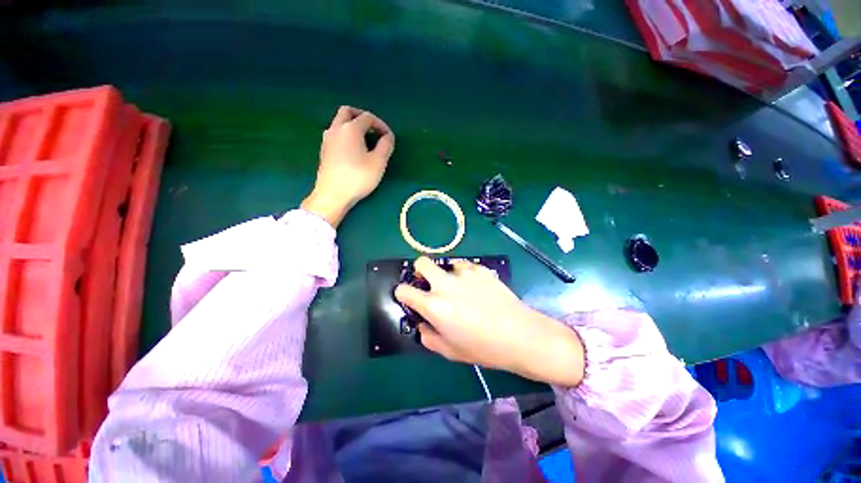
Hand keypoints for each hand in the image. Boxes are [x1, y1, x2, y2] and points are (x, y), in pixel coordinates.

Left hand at [302, 106, 394, 226]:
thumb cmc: (357, 177)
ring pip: (339, 122)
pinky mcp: (324, 150)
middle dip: (362, 117)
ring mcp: (327, 139)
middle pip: (347, 112)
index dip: (381, 125)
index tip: (389, 138)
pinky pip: (335, 134)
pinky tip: (353, 150)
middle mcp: (336, 129)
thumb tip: (388, 137)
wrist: (332, 195)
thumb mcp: (378, 162)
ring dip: (352, 125)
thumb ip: (386, 146)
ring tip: (365, 141)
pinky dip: (346, 135)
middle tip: (373, 129)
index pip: (368, 117)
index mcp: (350, 129)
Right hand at [395, 257, 584, 386]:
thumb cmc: (483, 347)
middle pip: (421, 263)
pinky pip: (465, 265)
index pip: (404, 290)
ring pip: (446, 263)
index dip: (402, 293)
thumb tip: (422, 324)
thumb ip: (428, 336)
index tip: (409, 298)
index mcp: (434, 306)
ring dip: (446, 273)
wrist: (519, 335)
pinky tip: (474, 286)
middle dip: (419, 270)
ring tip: (458, 287)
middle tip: (427, 283)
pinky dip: (464, 273)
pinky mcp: (480, 269)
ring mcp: (464, 274)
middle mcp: (445, 285)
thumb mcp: (450, 351)